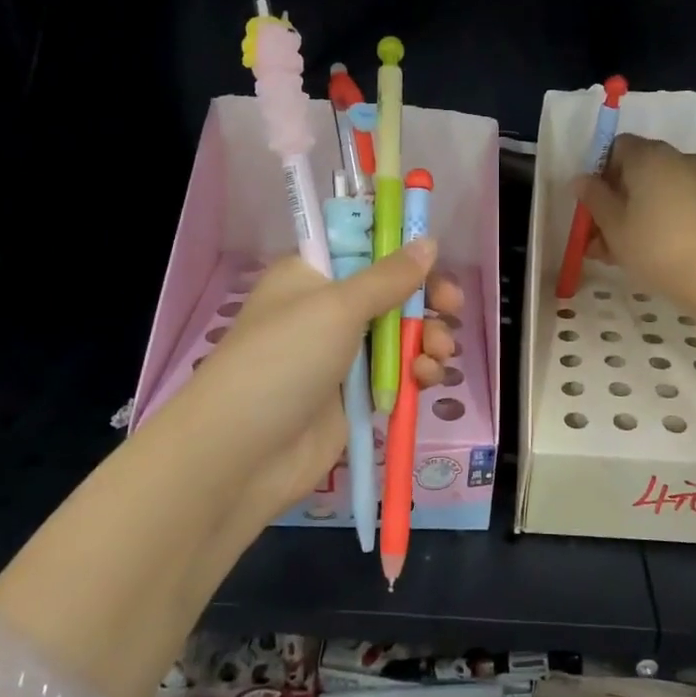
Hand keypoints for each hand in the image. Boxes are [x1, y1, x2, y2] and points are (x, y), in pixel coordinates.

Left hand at [144, 240, 465, 533]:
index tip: (436, 257)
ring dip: (428, 339)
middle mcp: (328, 309)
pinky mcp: (355, 394)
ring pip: (402, 334)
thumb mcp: (337, 307)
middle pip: (392, 291)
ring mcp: (342, 354)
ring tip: (438, 354)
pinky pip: (398, 372)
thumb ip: (389, 277)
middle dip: (426, 299)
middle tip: (453, 307)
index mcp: (313, 275)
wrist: (242, 454)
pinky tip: (426, 379)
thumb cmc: (284, 360)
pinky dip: (417, 372)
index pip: (365, 246)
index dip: (402, 250)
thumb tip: (428, 241)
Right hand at [576, 135, 695, 311]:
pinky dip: (659, 220)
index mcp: (649, 155)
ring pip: (656, 191)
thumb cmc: (655, 245)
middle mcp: (677, 159)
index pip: (617, 146)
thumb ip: (594, 198)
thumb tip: (581, 180)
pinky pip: (676, 204)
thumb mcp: (613, 225)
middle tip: (598, 235)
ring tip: (617, 253)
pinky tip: (647, 252)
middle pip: (637, 170)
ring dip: (634, 214)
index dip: (599, 172)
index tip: (592, 204)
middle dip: (615, 199)